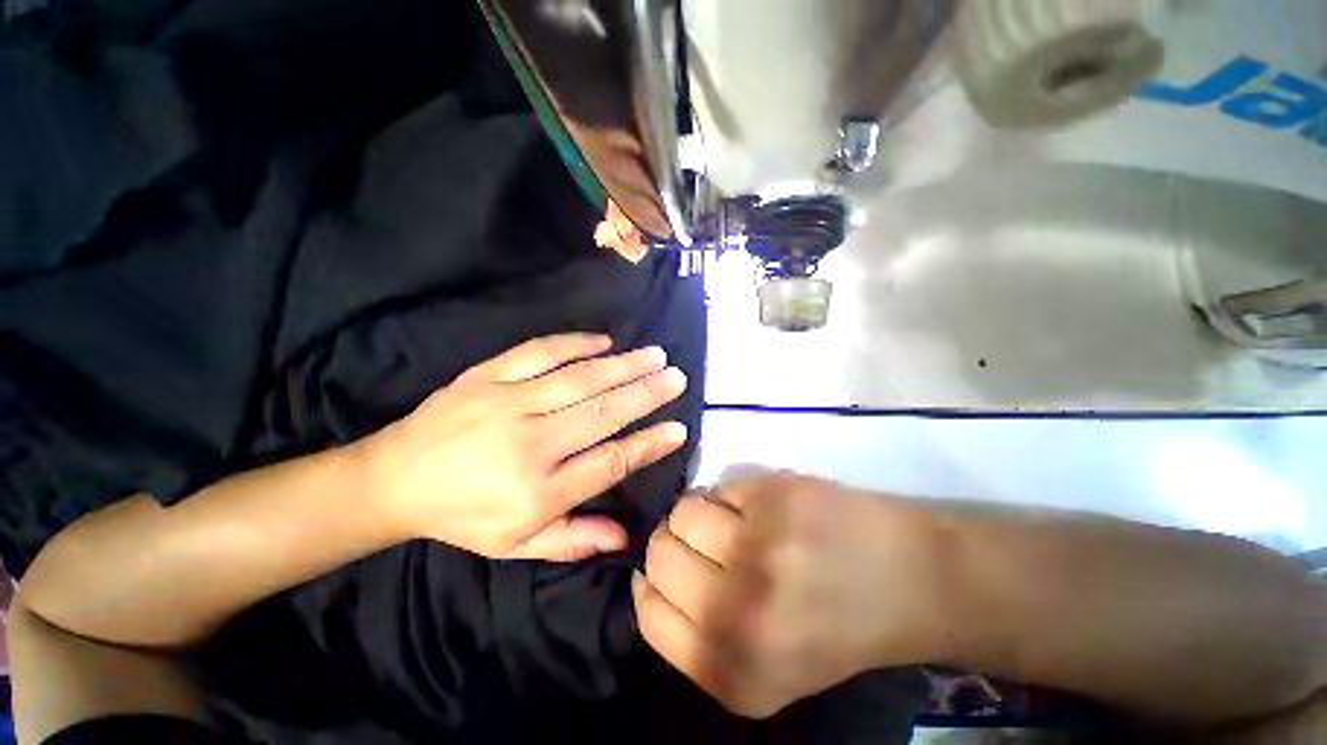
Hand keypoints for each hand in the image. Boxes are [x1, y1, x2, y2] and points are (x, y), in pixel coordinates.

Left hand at [359, 333, 688, 561]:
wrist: (394, 480)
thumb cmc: (464, 516)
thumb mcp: (515, 545)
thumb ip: (573, 540)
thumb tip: (625, 537)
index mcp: (537, 491)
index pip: (609, 463)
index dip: (648, 445)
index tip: (679, 428)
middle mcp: (530, 444)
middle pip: (602, 413)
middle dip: (646, 394)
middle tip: (676, 377)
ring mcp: (508, 403)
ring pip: (579, 380)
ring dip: (623, 365)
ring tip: (655, 356)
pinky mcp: (487, 375)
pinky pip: (539, 352)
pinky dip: (576, 343)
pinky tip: (604, 340)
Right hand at [632, 472, 946, 717]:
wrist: (909, 582)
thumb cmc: (831, 628)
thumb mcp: (760, 670)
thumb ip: (697, 638)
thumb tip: (647, 579)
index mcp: (730, 670)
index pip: (647, 612)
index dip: (650, 584)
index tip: (668, 571)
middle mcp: (736, 614)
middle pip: (659, 554)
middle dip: (672, 542)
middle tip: (705, 541)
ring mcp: (758, 547)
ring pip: (682, 511)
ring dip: (699, 513)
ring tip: (731, 522)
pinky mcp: (775, 497)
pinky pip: (719, 486)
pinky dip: (731, 495)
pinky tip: (760, 508)